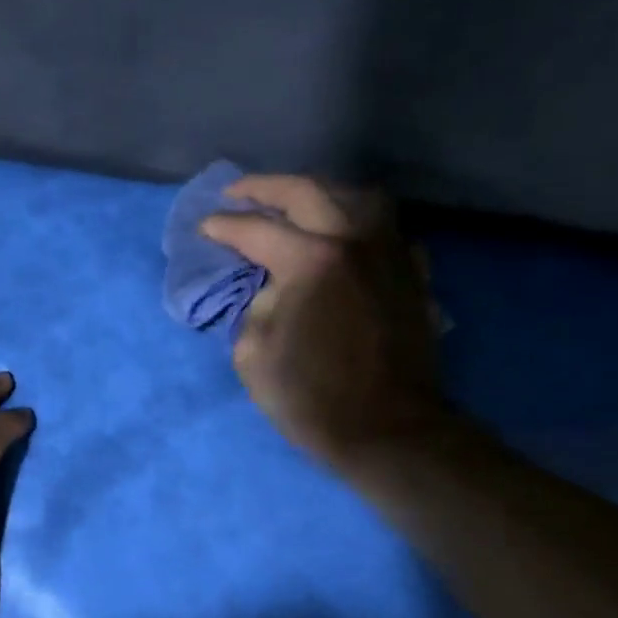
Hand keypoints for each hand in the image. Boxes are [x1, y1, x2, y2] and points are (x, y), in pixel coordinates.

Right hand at [201, 175, 446, 478]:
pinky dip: (361, 225)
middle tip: (238, 192)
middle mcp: (354, 240)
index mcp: (310, 260)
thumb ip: (256, 308)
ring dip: (320, 192)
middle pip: (307, 192)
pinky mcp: (412, 274)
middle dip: (265, 187)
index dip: (224, 226)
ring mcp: (390, 253)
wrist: (388, 429)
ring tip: (296, 203)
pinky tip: (347, 237)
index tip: (205, 227)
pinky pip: (387, 231)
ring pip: (357, 197)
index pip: (256, 230)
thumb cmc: (311, 398)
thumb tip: (272, 288)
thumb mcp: (253, 356)